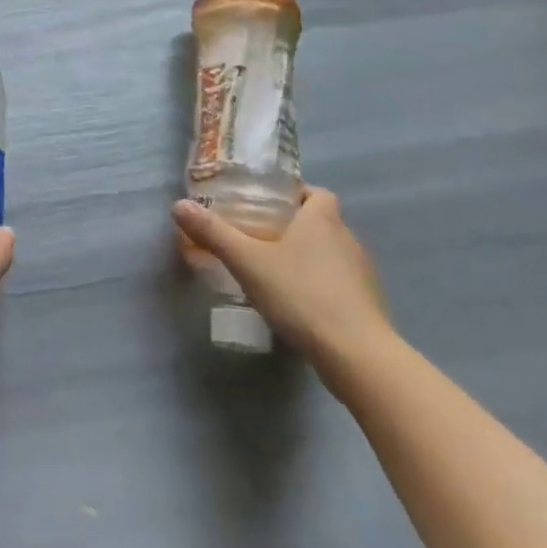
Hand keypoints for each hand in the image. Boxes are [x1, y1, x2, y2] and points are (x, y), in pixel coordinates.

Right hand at [173, 187, 392, 380]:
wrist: (357, 354)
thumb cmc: (301, 294)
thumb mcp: (247, 262)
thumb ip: (213, 233)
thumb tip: (178, 205)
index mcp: (322, 219)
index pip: (316, 193)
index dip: (295, 195)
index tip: (268, 207)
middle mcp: (348, 238)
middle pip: (322, 222)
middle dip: (294, 227)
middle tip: (259, 239)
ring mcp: (363, 273)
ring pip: (331, 253)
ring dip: (308, 258)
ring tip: (275, 273)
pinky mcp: (368, 305)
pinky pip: (339, 283)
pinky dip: (321, 286)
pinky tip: (298, 304)